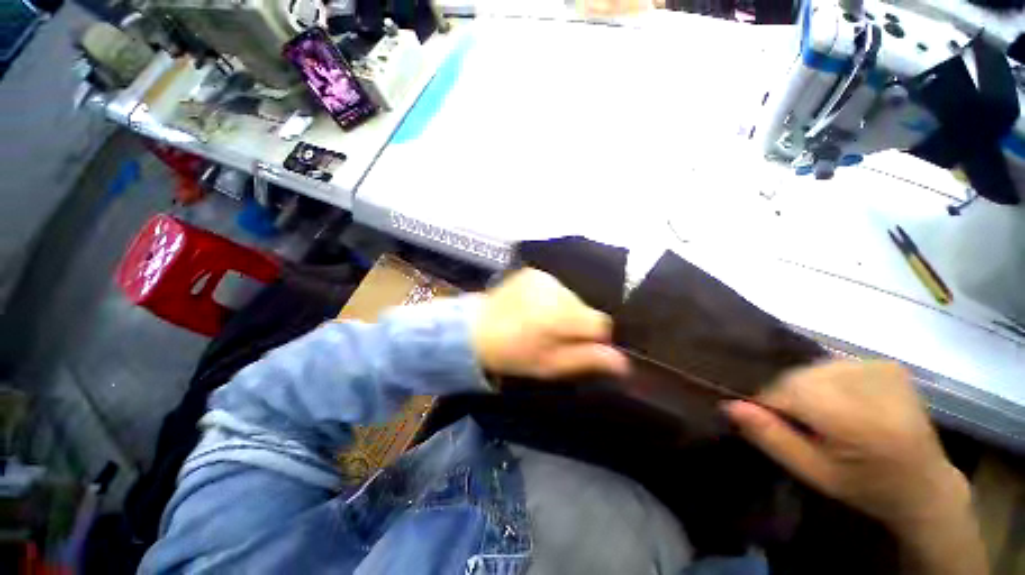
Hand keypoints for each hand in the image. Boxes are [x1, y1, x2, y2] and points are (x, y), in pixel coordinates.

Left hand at [471, 268, 628, 379]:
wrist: (475, 330)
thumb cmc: (514, 354)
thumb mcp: (550, 365)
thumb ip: (586, 359)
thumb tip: (623, 362)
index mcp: (561, 316)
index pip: (600, 323)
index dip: (594, 338)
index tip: (576, 346)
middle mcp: (556, 290)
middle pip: (585, 308)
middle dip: (576, 323)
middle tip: (553, 337)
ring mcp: (543, 277)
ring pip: (571, 297)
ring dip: (564, 310)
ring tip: (540, 322)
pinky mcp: (532, 272)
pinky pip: (555, 287)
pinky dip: (551, 298)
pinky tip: (533, 308)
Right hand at [723, 361, 968, 533]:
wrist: (924, 484)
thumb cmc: (864, 485)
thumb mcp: (812, 473)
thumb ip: (771, 437)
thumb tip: (729, 405)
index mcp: (855, 420)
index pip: (786, 391)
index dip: (772, 406)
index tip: (777, 426)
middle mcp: (869, 385)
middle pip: (798, 377)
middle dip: (789, 397)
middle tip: (803, 425)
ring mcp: (882, 370)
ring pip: (812, 369)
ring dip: (806, 388)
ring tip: (823, 415)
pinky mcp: (887, 365)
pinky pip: (832, 366)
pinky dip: (826, 381)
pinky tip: (842, 402)